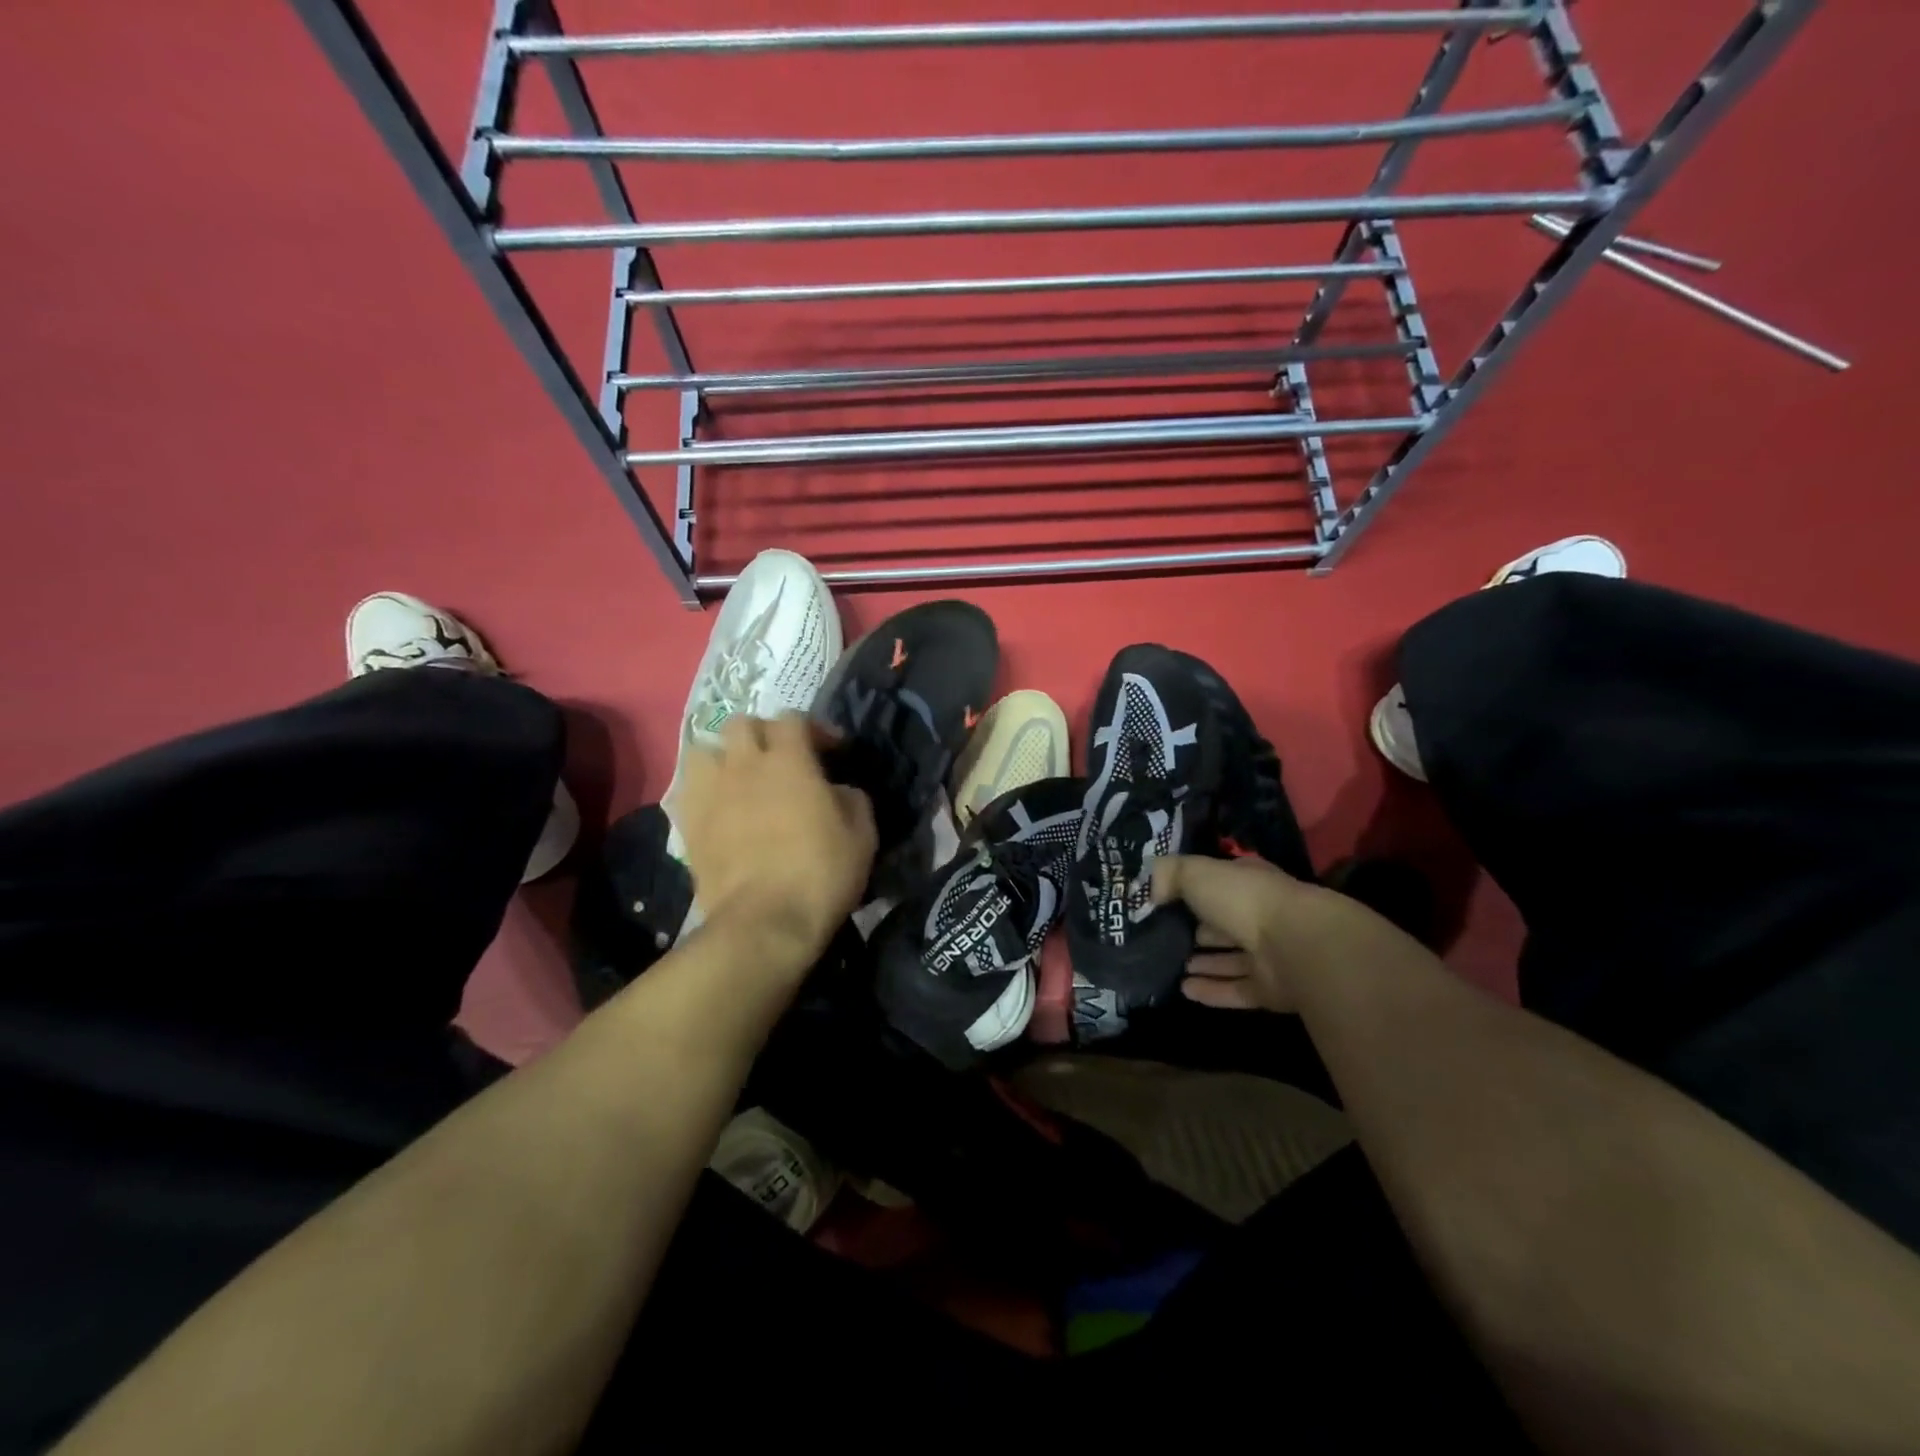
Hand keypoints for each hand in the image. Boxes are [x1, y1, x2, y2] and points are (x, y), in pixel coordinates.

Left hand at [674, 714, 876, 974]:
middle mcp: (743, 764)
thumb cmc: (820, 874)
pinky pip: (688, 790)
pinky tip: (719, 809)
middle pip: (742, 723)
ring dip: (724, 757)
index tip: (832, 750)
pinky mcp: (687, 823)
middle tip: (781, 759)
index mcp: (789, 760)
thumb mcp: (862, 835)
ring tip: (739, 778)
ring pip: (704, 750)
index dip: (814, 728)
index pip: (793, 718)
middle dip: (763, 734)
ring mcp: (709, 792)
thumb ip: (852, 799)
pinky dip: (703, 791)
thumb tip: (838, 790)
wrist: (764, 922)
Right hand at [1151, 854, 1404, 1012]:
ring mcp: (1269, 955)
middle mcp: (1261, 916)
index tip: (1163, 901)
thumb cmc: (1242, 898)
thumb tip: (1152, 892)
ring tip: (1172, 965)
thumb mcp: (1194, 871)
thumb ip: (1167, 874)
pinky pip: (1235, 990)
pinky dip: (1211, 990)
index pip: (1219, 884)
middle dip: (1199, 930)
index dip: (1193, 890)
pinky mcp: (1271, 990)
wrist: (1295, 944)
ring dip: (1205, 963)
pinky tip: (1183, 990)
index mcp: (1248, 883)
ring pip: (1231, 959)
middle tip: (1164, 937)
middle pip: (1225, 924)